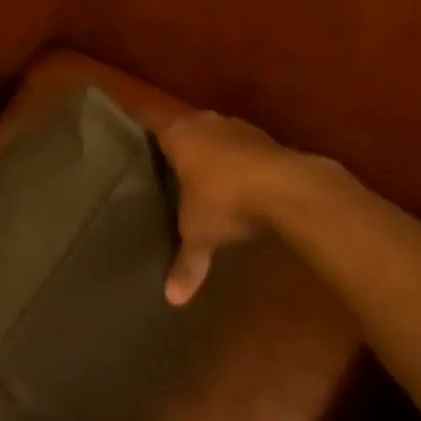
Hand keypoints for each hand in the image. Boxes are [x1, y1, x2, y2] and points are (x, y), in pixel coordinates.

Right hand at [159, 110, 358, 303]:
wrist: (290, 188)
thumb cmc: (226, 200)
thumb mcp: (199, 233)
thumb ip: (185, 262)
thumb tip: (171, 299)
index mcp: (178, 133)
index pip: (151, 121)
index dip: (142, 125)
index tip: (131, 130)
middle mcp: (204, 122)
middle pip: (184, 126)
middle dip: (178, 142)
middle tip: (165, 160)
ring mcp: (238, 128)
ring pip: (215, 134)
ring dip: (211, 151)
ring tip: (201, 173)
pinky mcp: (267, 140)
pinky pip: (242, 147)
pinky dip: (238, 161)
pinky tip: (240, 182)